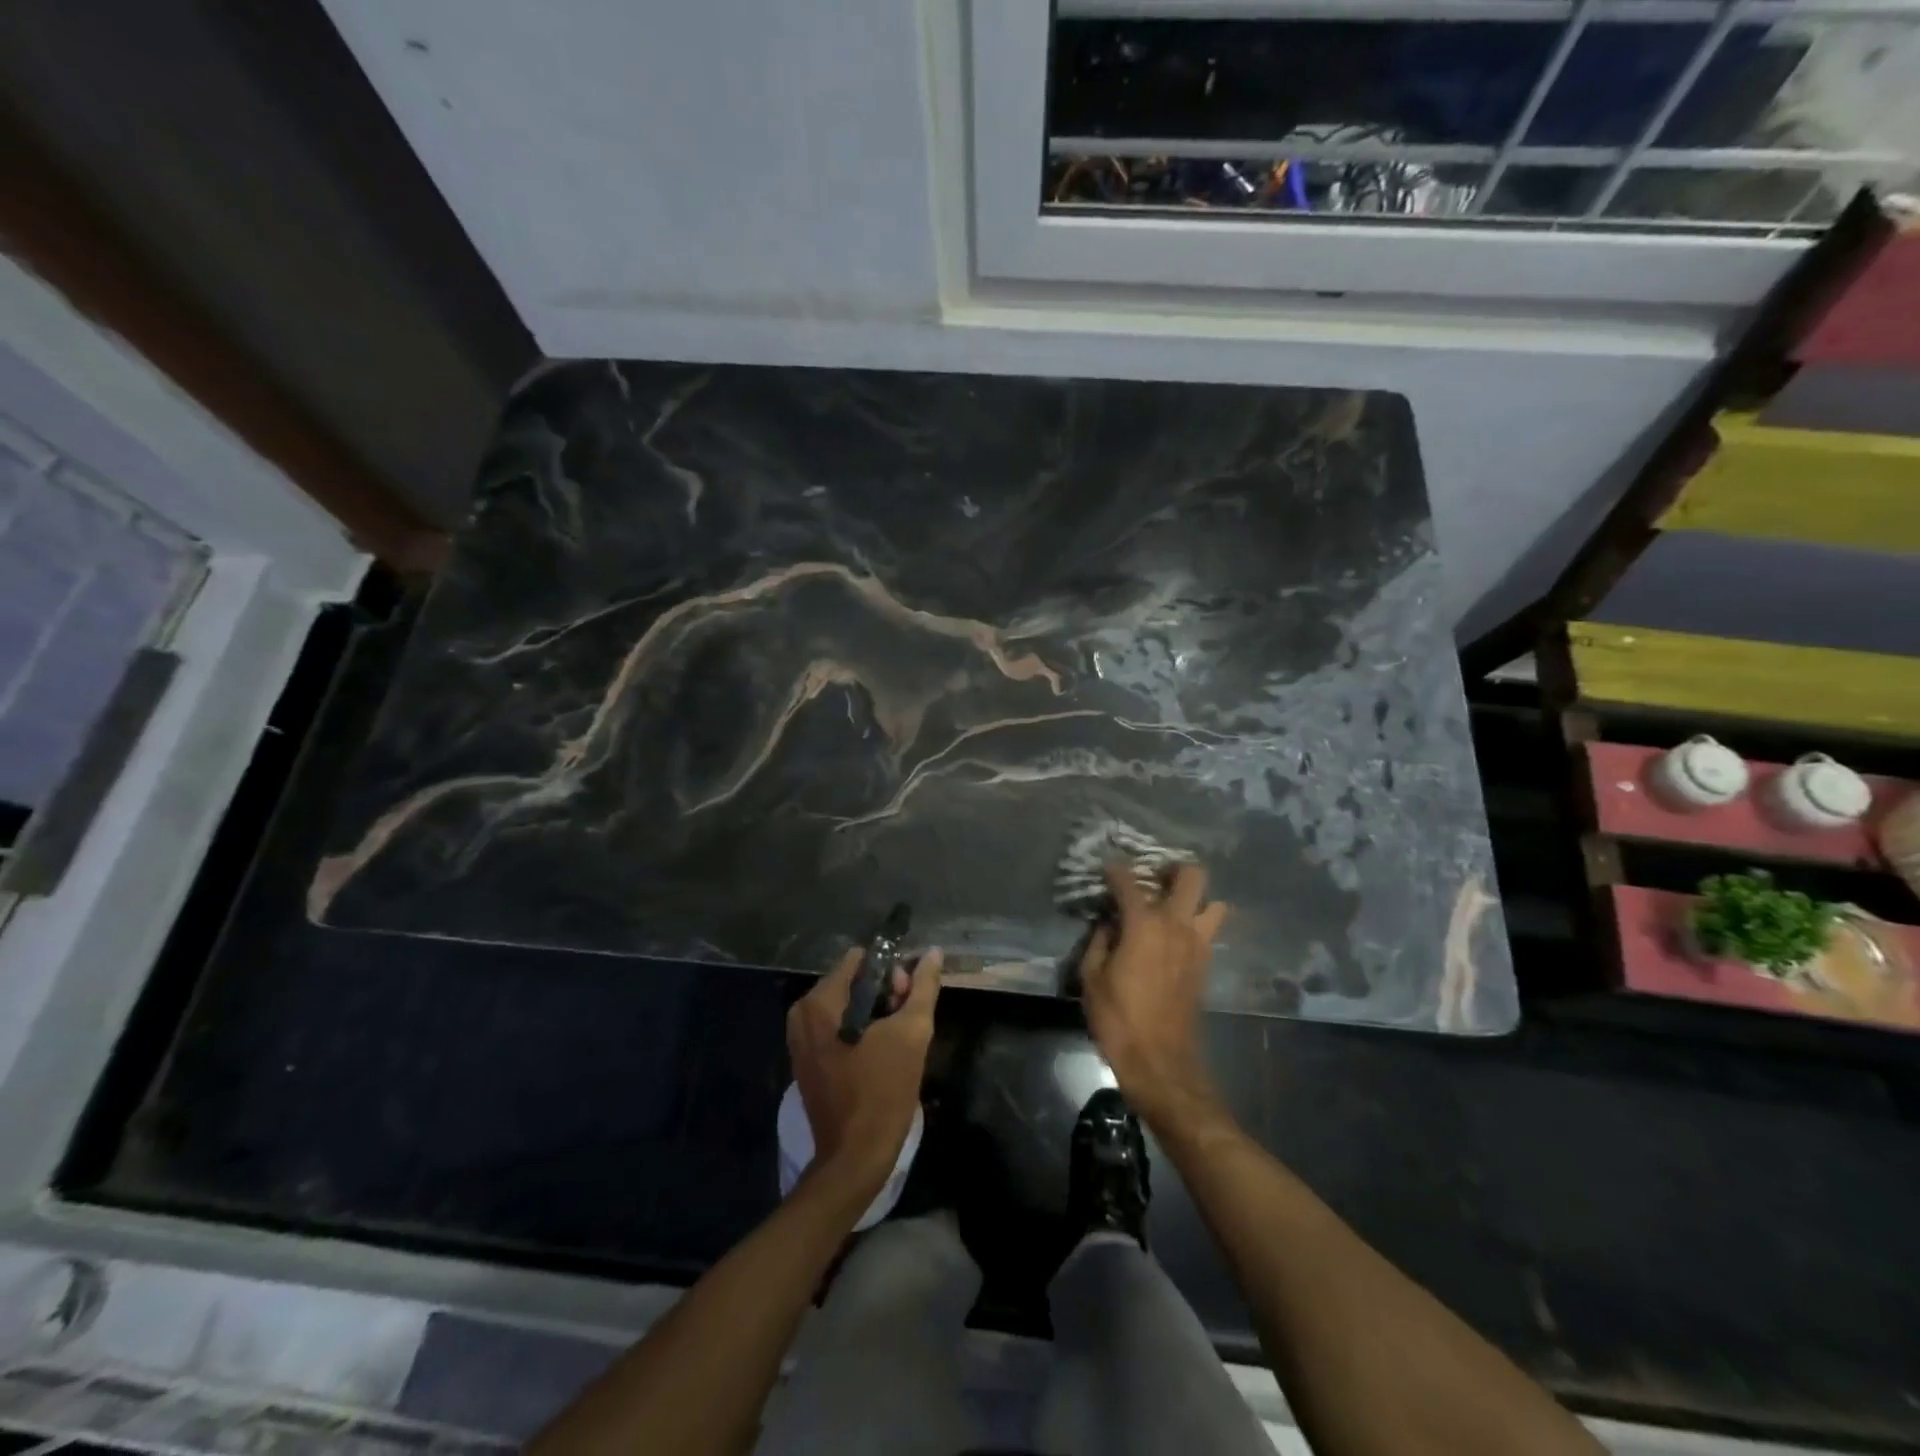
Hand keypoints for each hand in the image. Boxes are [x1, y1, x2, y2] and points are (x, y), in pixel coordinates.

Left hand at [788, 946, 942, 1195]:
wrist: (855, 1157)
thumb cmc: (883, 1091)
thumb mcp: (913, 1033)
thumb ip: (923, 987)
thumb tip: (932, 952)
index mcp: (821, 1001)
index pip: (861, 959)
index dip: (891, 972)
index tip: (907, 999)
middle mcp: (803, 1012)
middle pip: (853, 980)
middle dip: (884, 993)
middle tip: (906, 1021)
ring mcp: (800, 1037)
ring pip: (847, 1004)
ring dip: (875, 1013)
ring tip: (896, 1040)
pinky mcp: (806, 1059)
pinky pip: (837, 1026)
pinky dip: (860, 1030)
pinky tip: (880, 1053)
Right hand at [1079, 862, 1227, 1126]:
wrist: (1161, 1063)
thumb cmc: (1118, 1019)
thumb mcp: (1091, 977)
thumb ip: (1099, 941)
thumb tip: (1108, 924)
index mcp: (1144, 925)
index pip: (1129, 882)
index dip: (1115, 870)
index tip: (1106, 868)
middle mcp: (1177, 926)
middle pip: (1192, 876)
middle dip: (1174, 869)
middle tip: (1153, 878)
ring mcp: (1198, 945)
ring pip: (1214, 903)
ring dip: (1195, 899)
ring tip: (1171, 906)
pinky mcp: (1206, 965)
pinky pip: (1209, 930)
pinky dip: (1196, 924)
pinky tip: (1174, 936)